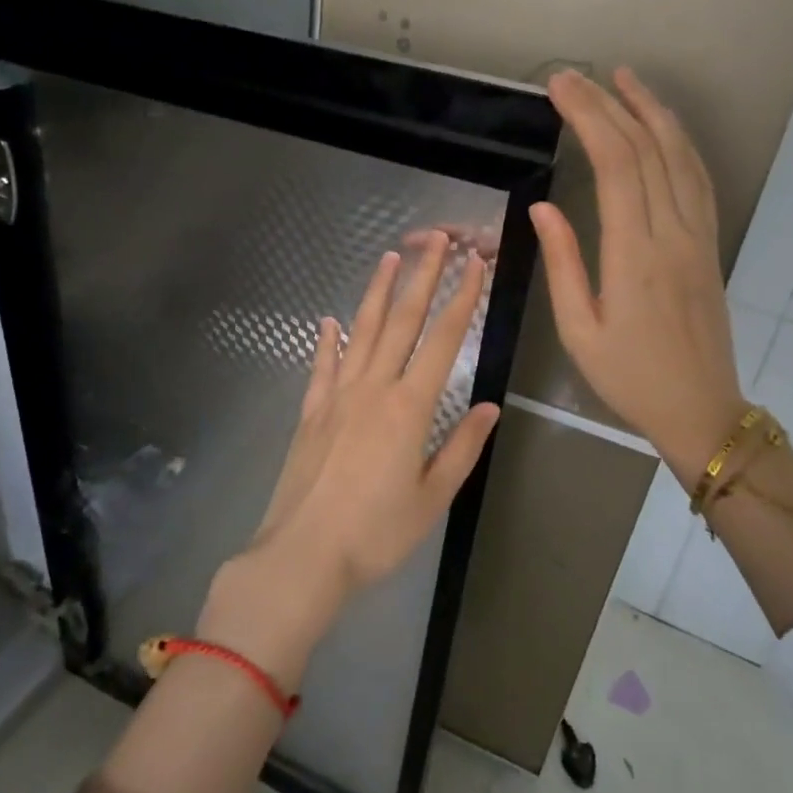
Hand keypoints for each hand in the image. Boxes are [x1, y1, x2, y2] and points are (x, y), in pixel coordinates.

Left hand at [201, 238, 500, 685]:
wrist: (302, 555)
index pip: (443, 340)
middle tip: (436, 237)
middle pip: (402, 321)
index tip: (474, 265)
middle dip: (422, 275)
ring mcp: (337, 396)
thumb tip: (490, 406)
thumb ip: (462, 448)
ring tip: (390, 257)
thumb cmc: (375, 534)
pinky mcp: (311, 411)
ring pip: (362, 331)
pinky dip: (328, 340)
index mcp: (409, 408)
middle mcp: (373, 389)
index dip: (462, 299)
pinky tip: (330, 321)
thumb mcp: (432, 498)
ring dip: (378, 292)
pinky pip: (322, 365)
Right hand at [531, 68, 743, 491]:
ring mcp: (698, 236)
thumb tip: (543, 209)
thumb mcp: (579, 332)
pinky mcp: (709, 244)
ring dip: (652, 111)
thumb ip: (565, 265)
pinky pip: (699, 179)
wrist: (701, 409)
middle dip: (610, 104)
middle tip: (576, 76)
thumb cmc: (630, 378)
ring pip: (680, 156)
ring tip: (625, 79)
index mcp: (634, 254)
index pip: (614, 165)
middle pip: (645, 150)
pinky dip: (680, 143)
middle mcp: (672, 233)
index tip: (560, 88)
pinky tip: (663, 127)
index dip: (589, 118)